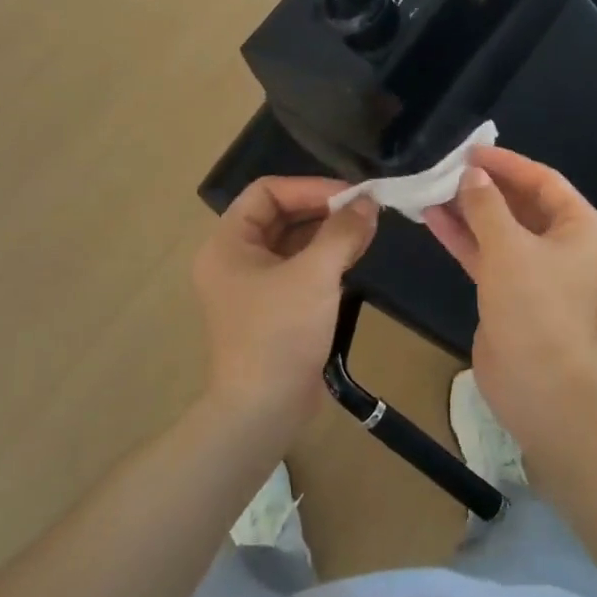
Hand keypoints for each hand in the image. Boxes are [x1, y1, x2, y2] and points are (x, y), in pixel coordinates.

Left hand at [192, 177, 378, 431]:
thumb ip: (342, 232)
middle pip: (279, 215)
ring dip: (327, 233)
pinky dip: (324, 259)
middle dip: (322, 209)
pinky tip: (354, 256)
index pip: (266, 192)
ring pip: (291, 243)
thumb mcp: (315, 275)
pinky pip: (298, 269)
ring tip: (366, 230)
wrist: (265, 409)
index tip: (352, 195)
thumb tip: (368, 203)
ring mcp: (252, 286)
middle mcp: (234, 259)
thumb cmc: (281, 333)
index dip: (309, 187)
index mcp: (227, 243)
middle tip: (365, 210)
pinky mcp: (272, 309)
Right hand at [422, 147, 596, 448]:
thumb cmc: (534, 306)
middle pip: (523, 205)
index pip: (544, 182)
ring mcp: (539, 273)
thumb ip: (486, 205)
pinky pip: (490, 256)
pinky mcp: (514, 294)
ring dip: (470, 212)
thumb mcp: (508, 247)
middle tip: (447, 168)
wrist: (539, 386)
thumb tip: (471, 176)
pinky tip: (433, 220)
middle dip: (485, 188)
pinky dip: (466, 239)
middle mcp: (567, 247)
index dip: (507, 164)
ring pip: (502, 231)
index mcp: (583, 230)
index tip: (471, 151)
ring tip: (432, 189)